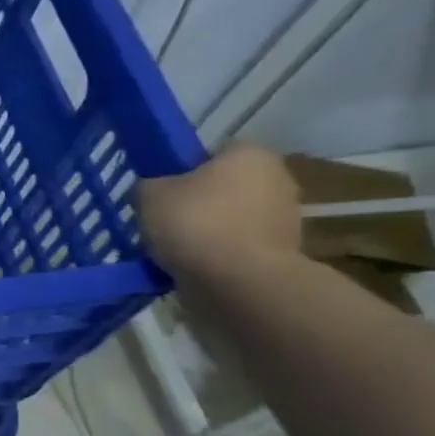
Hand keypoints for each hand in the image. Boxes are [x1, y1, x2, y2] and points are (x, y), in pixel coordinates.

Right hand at [137, 143, 301, 284]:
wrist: (239, 283)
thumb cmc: (195, 225)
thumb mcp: (149, 195)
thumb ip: (148, 185)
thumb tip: (154, 189)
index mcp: (249, 153)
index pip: (211, 153)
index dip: (183, 171)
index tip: (162, 192)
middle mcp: (277, 177)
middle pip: (224, 186)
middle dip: (199, 202)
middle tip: (165, 221)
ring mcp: (285, 217)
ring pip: (232, 217)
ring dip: (209, 230)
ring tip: (177, 250)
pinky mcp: (283, 252)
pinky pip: (239, 245)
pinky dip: (220, 254)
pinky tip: (196, 267)